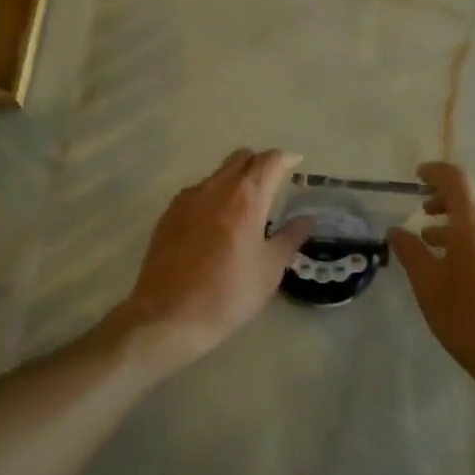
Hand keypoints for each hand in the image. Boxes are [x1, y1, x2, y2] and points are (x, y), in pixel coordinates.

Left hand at [103, 148, 314, 375]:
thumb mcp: (269, 269)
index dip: (286, 158)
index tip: (297, 163)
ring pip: (217, 174)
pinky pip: (198, 192)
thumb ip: (290, 237)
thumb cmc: (228, 294)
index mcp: (245, 197)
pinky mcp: (168, 214)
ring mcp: (187, 198)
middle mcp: (215, 187)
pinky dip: (214, 196)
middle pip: (241, 158)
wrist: (168, 316)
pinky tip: (217, 224)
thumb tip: (306, 219)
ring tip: (245, 207)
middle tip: (274, 183)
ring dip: (235, 179)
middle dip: (260, 163)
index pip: (269, 161)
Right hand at [389, 162, 474, 399]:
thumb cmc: (468, 319)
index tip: (417, 176)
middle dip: (446, 200)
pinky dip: (473, 243)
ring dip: (458, 226)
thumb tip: (396, 231)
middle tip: (424, 212)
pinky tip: (461, 272)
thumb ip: (411, 253)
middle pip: (473, 199)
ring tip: (435, 245)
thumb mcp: (428, 286)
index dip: (435, 172)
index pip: (456, 180)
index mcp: (473, 225)